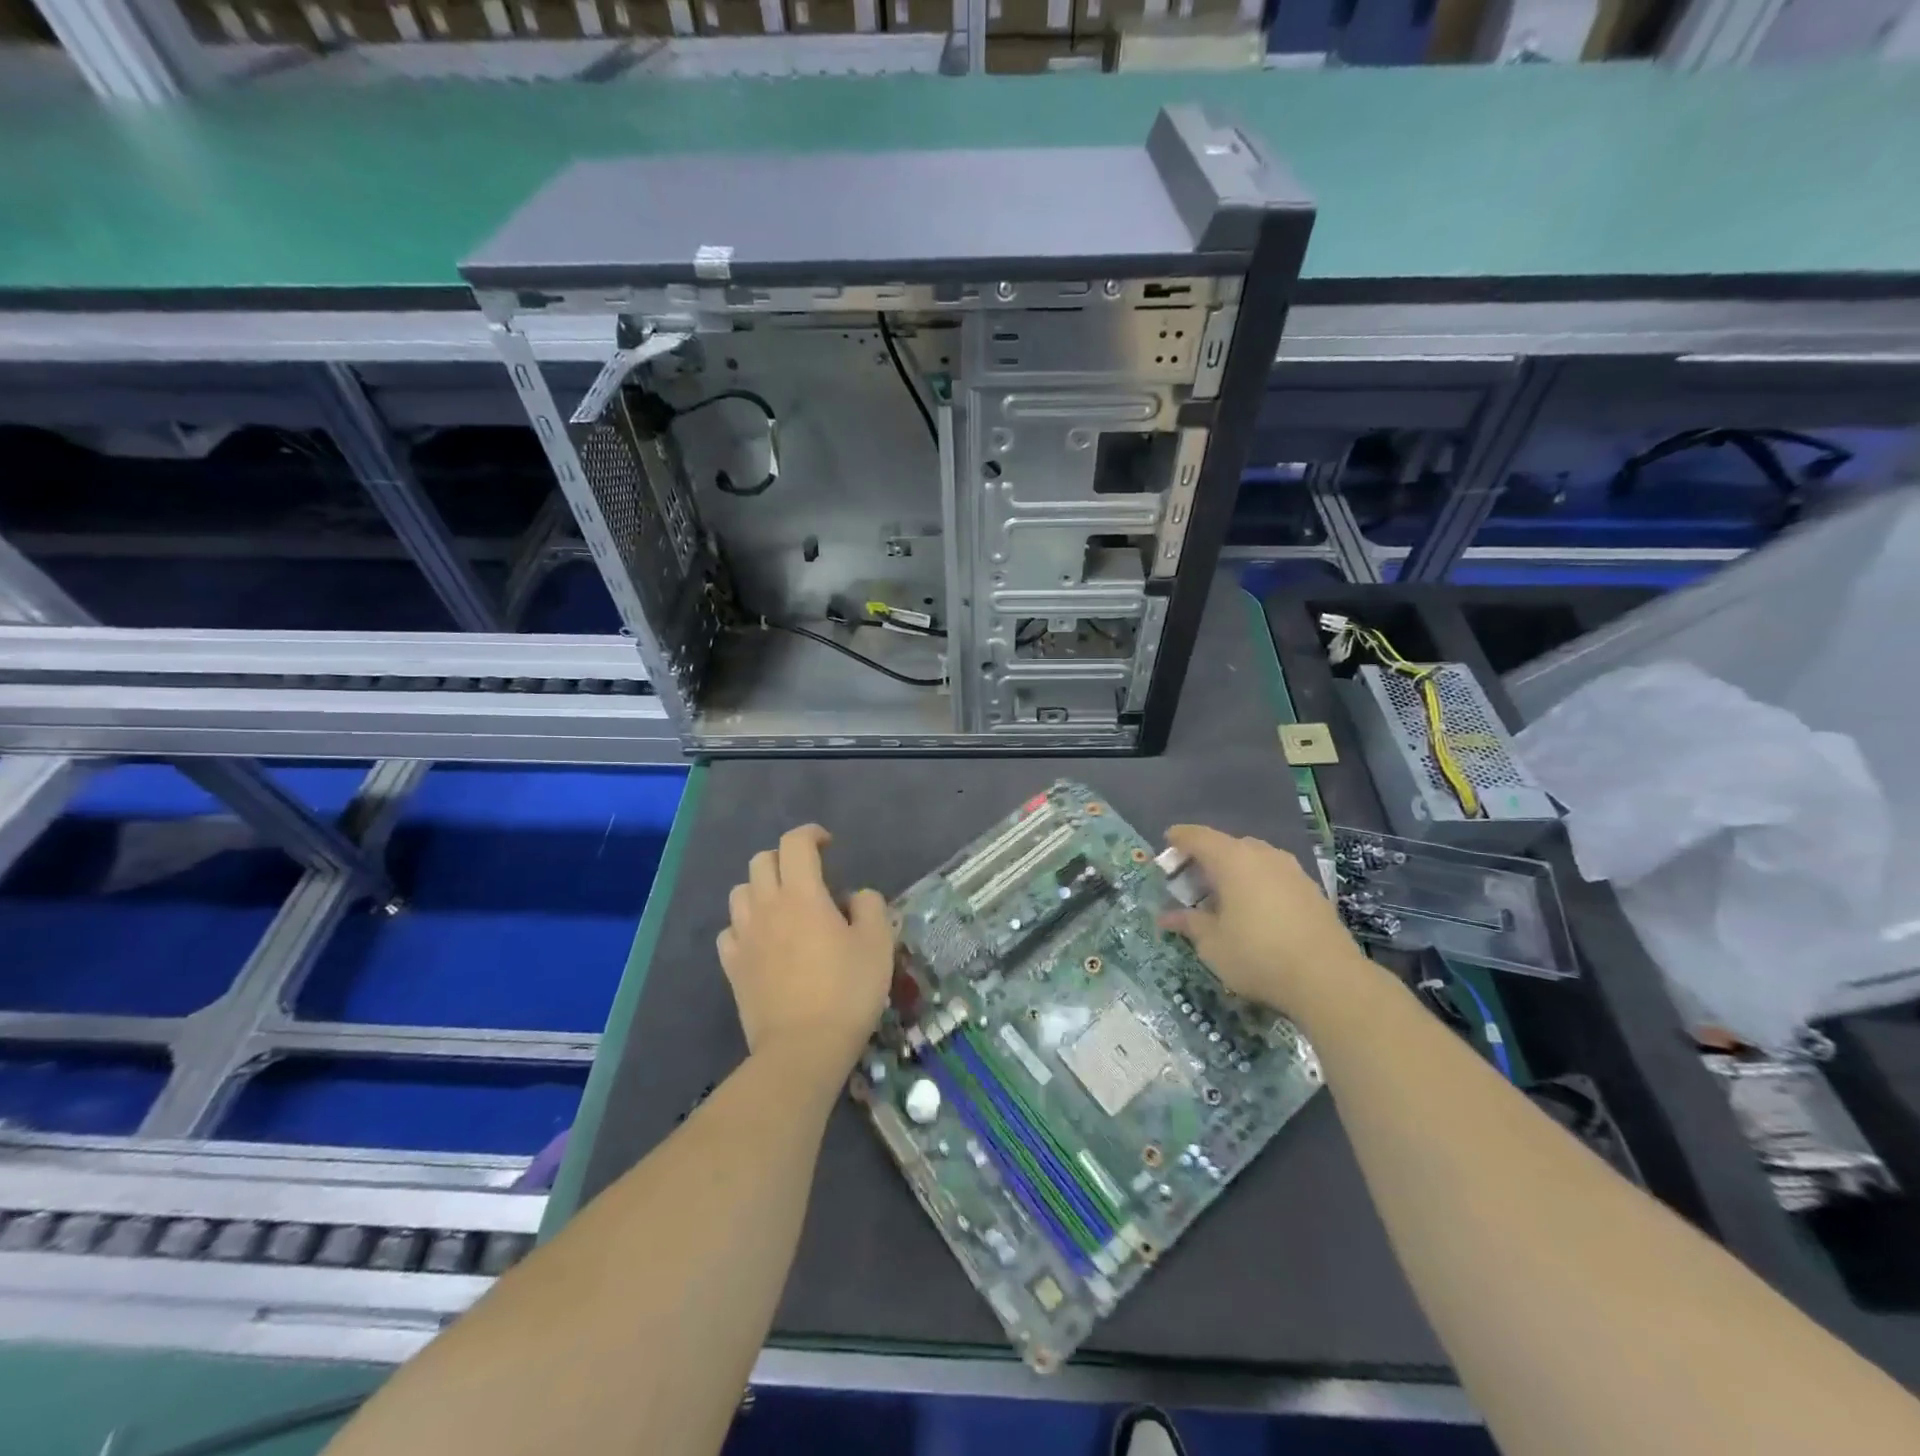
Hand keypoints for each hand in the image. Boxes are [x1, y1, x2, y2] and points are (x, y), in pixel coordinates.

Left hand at [717, 824, 892, 1074]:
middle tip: (808, 875)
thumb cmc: (847, 991)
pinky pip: (729, 931)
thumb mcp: (878, 944)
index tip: (828, 845)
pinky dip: (744, 925)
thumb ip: (870, 906)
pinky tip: (762, 940)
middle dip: (784, 858)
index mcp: (802, 894)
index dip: (811, 835)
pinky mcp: (732, 966)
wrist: (803, 1049)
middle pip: (762, 861)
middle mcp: (766, 906)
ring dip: (761, 888)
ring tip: (783, 906)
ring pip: (740, 892)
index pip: (795, 843)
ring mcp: (744, 937)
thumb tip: (856, 897)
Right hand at [1159, 824, 1367, 1011]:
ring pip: (1254, 859)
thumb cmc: (1257, 955)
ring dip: (1234, 871)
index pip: (1198, 837)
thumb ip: (1189, 924)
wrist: (1328, 979)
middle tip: (1191, 881)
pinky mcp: (1311, 890)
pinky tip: (1254, 911)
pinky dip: (1257, 884)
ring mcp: (1291, 871)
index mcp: (1232, 860)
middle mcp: (1263, 855)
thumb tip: (1166, 917)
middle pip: (1227, 846)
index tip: (1167, 844)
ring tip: (1223, 897)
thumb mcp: (1212, 944)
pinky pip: (1274, 876)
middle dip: (1206, 858)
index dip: (1180, 838)